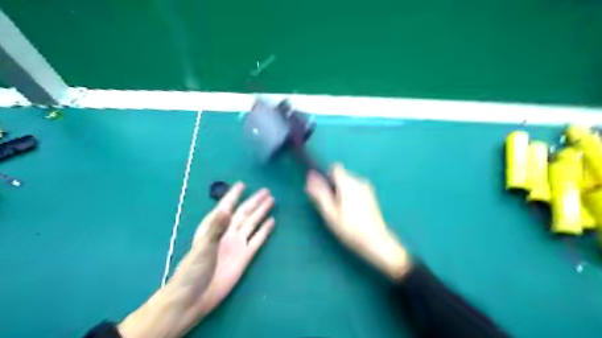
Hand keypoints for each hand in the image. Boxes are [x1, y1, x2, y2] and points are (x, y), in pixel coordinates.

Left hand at [117, 184, 277, 336]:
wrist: (195, 298)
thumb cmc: (193, 270)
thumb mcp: (203, 247)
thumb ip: (216, 228)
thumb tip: (227, 209)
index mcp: (214, 227)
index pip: (226, 206)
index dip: (234, 195)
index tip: (242, 184)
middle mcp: (227, 232)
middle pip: (244, 213)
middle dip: (254, 201)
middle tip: (266, 190)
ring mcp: (237, 244)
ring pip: (252, 223)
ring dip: (261, 212)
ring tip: (271, 201)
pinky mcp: (245, 256)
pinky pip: (257, 239)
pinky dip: (265, 230)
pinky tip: (272, 222)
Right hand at [306, 164, 409, 280]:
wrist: (376, 241)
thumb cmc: (349, 228)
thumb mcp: (330, 212)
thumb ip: (319, 193)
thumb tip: (310, 176)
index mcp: (348, 183)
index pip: (335, 168)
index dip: (327, 177)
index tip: (325, 192)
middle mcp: (359, 181)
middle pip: (341, 176)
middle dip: (334, 187)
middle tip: (332, 206)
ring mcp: (367, 188)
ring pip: (348, 183)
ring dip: (342, 192)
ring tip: (342, 211)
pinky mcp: (371, 195)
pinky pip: (356, 189)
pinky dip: (350, 196)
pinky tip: (352, 212)